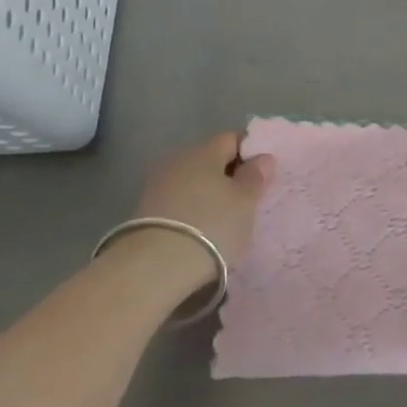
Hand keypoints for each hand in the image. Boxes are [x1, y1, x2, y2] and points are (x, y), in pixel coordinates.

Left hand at [131, 131, 276, 285]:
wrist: (154, 268)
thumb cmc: (211, 225)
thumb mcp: (246, 201)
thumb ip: (256, 176)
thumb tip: (262, 158)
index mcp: (204, 150)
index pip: (232, 138)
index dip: (250, 152)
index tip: (262, 175)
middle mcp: (178, 160)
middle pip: (210, 159)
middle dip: (229, 175)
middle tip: (247, 200)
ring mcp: (158, 186)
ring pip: (193, 182)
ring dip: (209, 195)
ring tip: (225, 220)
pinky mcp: (145, 213)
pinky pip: (178, 202)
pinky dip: (192, 211)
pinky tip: (201, 232)